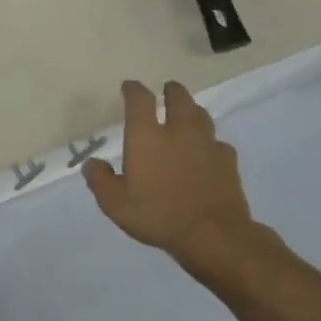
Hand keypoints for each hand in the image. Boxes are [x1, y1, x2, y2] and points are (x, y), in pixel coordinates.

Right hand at [83, 80, 257, 269]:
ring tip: (188, 111)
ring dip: (192, 109)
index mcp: (147, 137)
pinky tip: (207, 150)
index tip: (129, 86)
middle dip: (172, 91)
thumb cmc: (157, 215)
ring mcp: (207, 145)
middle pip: (179, 99)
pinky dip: (210, 142)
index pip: (140, 101)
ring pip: (201, 116)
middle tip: (168, 89)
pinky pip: (218, 143)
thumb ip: (100, 180)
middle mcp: (178, 132)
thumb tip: (93, 164)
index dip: (133, 89)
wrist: (213, 234)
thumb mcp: (115, 204)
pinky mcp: (228, 162)